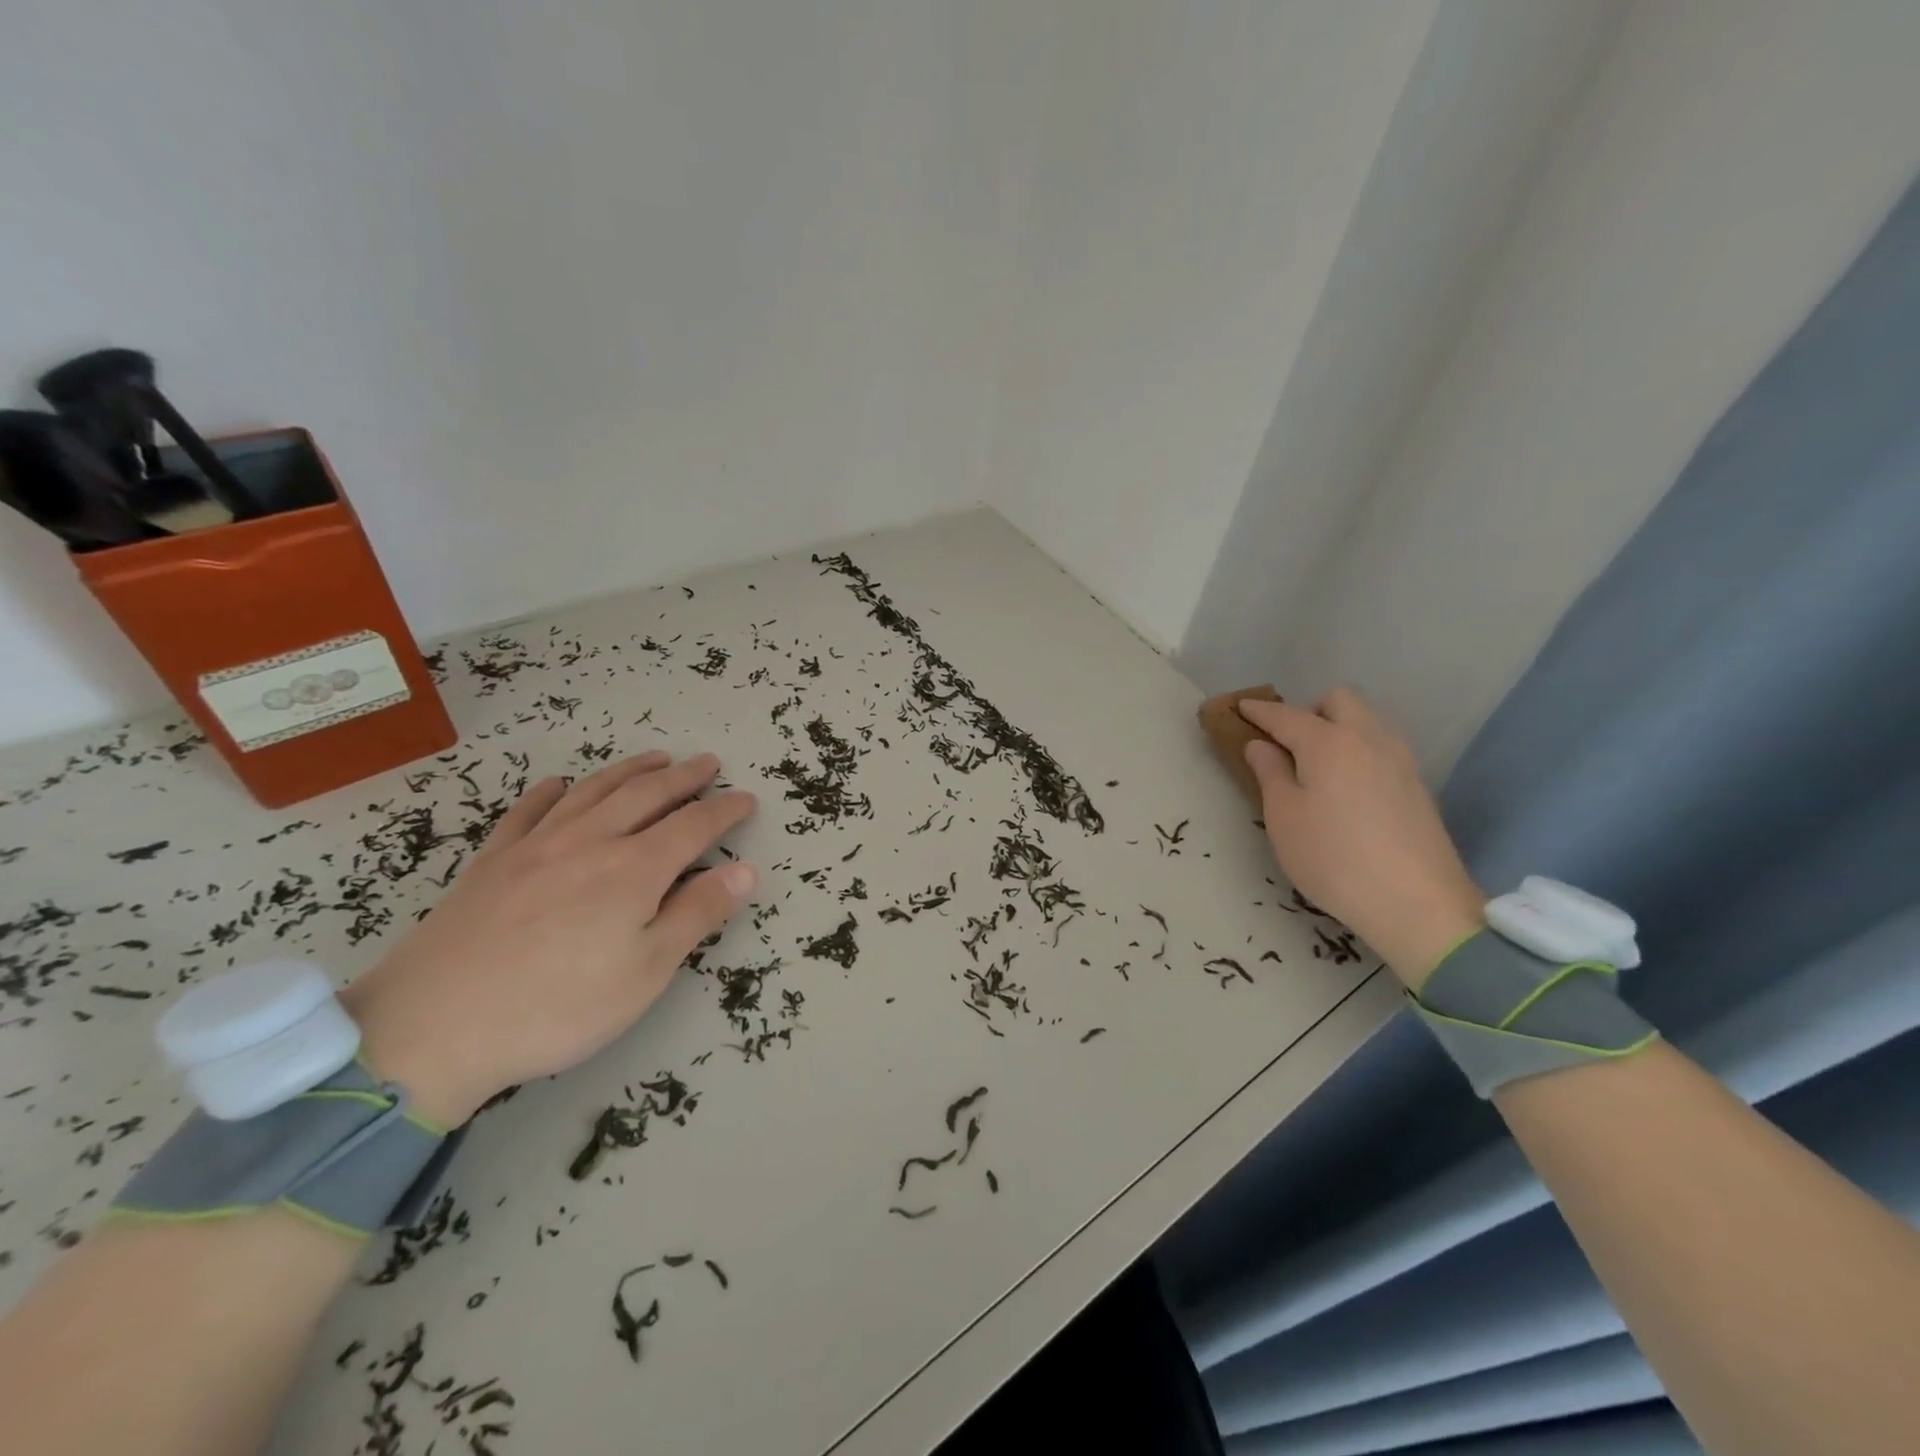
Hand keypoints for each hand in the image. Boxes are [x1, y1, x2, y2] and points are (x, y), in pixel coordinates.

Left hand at [339, 751, 757, 1125]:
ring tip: (655, 758)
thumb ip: (697, 914)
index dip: (724, 810)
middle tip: (707, 763)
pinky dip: (551, 792)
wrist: (430, 1027)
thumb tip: (745, 871)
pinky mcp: (491, 861)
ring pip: (593, 791)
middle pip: (646, 795)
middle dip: (683, 777)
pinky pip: (528, 811)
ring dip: (630, 770)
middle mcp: (589, 842)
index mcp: (634, 869)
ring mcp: (536, 846)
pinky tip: (559, 784)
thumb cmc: (558, 1007)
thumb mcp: (645, 972)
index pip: (693, 826)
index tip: (747, 799)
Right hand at [1239, 689, 1482, 988]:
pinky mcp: (1416, 786)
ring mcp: (1399, 761)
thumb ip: (1269, 773)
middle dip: (1308, 710)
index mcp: (1328, 742)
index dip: (1259, 711)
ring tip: (1315, 765)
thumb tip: (1261, 745)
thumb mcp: (1283, 817)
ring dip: (1337, 728)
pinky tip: (1346, 785)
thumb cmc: (1332, 857)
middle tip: (1286, 743)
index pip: (1286, 715)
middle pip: (1338, 701)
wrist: (1416, 903)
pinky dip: (1357, 750)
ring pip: (1366, 721)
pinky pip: (1380, 747)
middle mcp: (1368, 738)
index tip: (1239, 707)